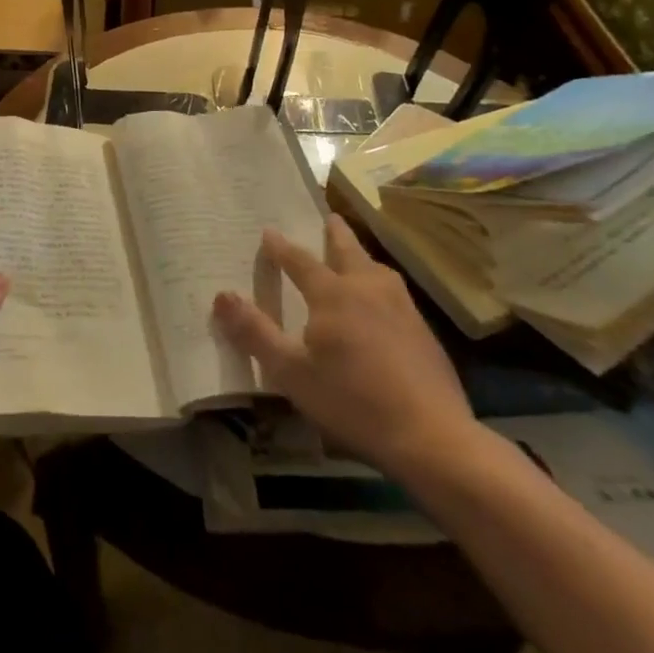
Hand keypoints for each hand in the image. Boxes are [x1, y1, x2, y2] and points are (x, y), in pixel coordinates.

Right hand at [213, 214, 479, 481]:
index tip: (269, 231)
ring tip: (354, 255)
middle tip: (328, 216)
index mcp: (333, 293)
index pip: (299, 260)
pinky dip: (379, 282)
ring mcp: (401, 307)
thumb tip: (221, 295)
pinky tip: (382, 301)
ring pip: (376, 268)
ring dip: (360, 256)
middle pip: (347, 250)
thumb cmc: (352, 400)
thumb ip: (254, 332)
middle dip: (334, 232)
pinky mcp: (423, 330)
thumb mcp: (291, 372)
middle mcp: (368, 288)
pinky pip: (394, 291)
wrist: (432, 436)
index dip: (281, 247)